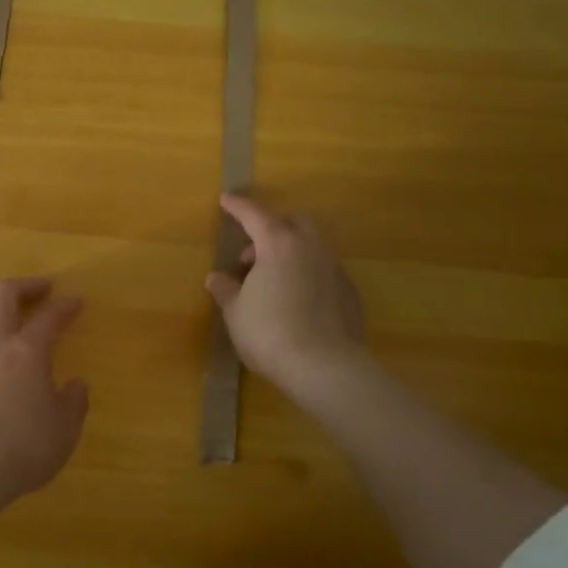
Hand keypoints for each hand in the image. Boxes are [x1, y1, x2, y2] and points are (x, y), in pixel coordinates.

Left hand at [0, 278, 88, 503]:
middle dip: (24, 286)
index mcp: (30, 351)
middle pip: (4, 296)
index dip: (65, 307)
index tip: (76, 303)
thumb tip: (76, 384)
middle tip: (39, 289)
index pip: (50, 318)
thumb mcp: (65, 428)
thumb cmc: (25, 447)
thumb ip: (74, 402)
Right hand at [205, 194, 368, 398]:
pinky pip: (325, 272)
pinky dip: (308, 276)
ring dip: (291, 253)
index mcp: (279, 244)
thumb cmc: (269, 332)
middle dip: (273, 228)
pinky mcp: (351, 293)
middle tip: (252, 254)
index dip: (238, 206)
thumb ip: (226, 290)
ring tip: (273, 282)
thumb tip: (217, 278)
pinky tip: (297, 302)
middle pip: (294, 222)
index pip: (255, 214)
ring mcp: (335, 269)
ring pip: (313, 246)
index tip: (226, 199)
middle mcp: (311, 248)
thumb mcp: (236, 312)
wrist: (325, 368)